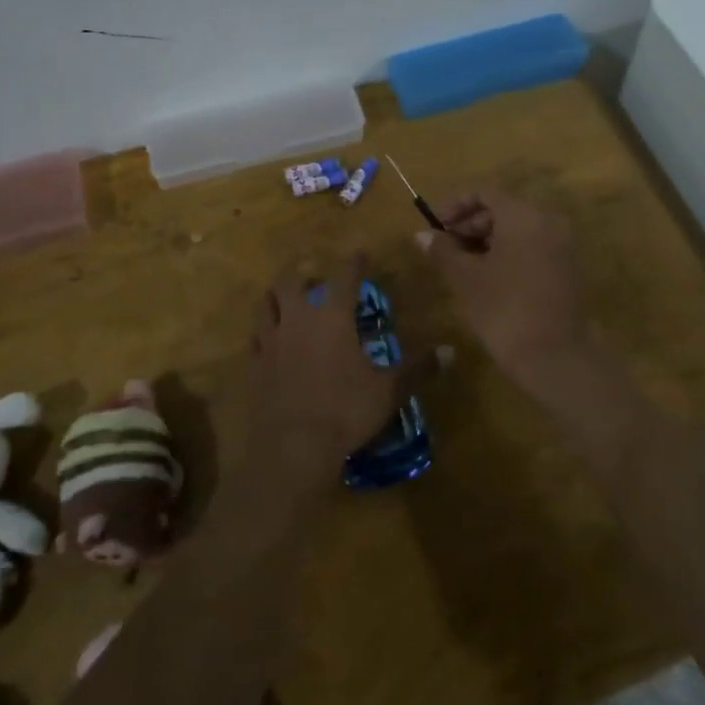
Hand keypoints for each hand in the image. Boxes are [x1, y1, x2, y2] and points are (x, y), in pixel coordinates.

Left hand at [240, 257, 438, 500]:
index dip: (354, 263)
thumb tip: (451, 351)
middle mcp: (298, 319)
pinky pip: (254, 338)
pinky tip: (270, 341)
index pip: (344, 276)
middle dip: (301, 273)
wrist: (291, 448)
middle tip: (313, 278)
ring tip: (285, 300)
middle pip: (291, 281)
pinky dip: (263, 332)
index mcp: (332, 317)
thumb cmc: (345, 411)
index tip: (360, 255)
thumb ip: (417, 367)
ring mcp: (270, 341)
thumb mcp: (389, 390)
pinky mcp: (253, 366)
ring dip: (276, 296)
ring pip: (265, 304)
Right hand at [418, 190, 587, 386]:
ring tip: (460, 266)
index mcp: (524, 214)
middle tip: (444, 249)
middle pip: (502, 208)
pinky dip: (507, 253)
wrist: (556, 358)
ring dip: (486, 240)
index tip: (434, 227)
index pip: (484, 191)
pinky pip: (531, 246)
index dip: (453, 205)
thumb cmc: (504, 310)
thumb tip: (421, 235)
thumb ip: (442, 250)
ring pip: (517, 229)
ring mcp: (562, 244)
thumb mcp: (465, 279)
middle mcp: (548, 220)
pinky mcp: (566, 267)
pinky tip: (486, 278)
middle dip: (469, 224)